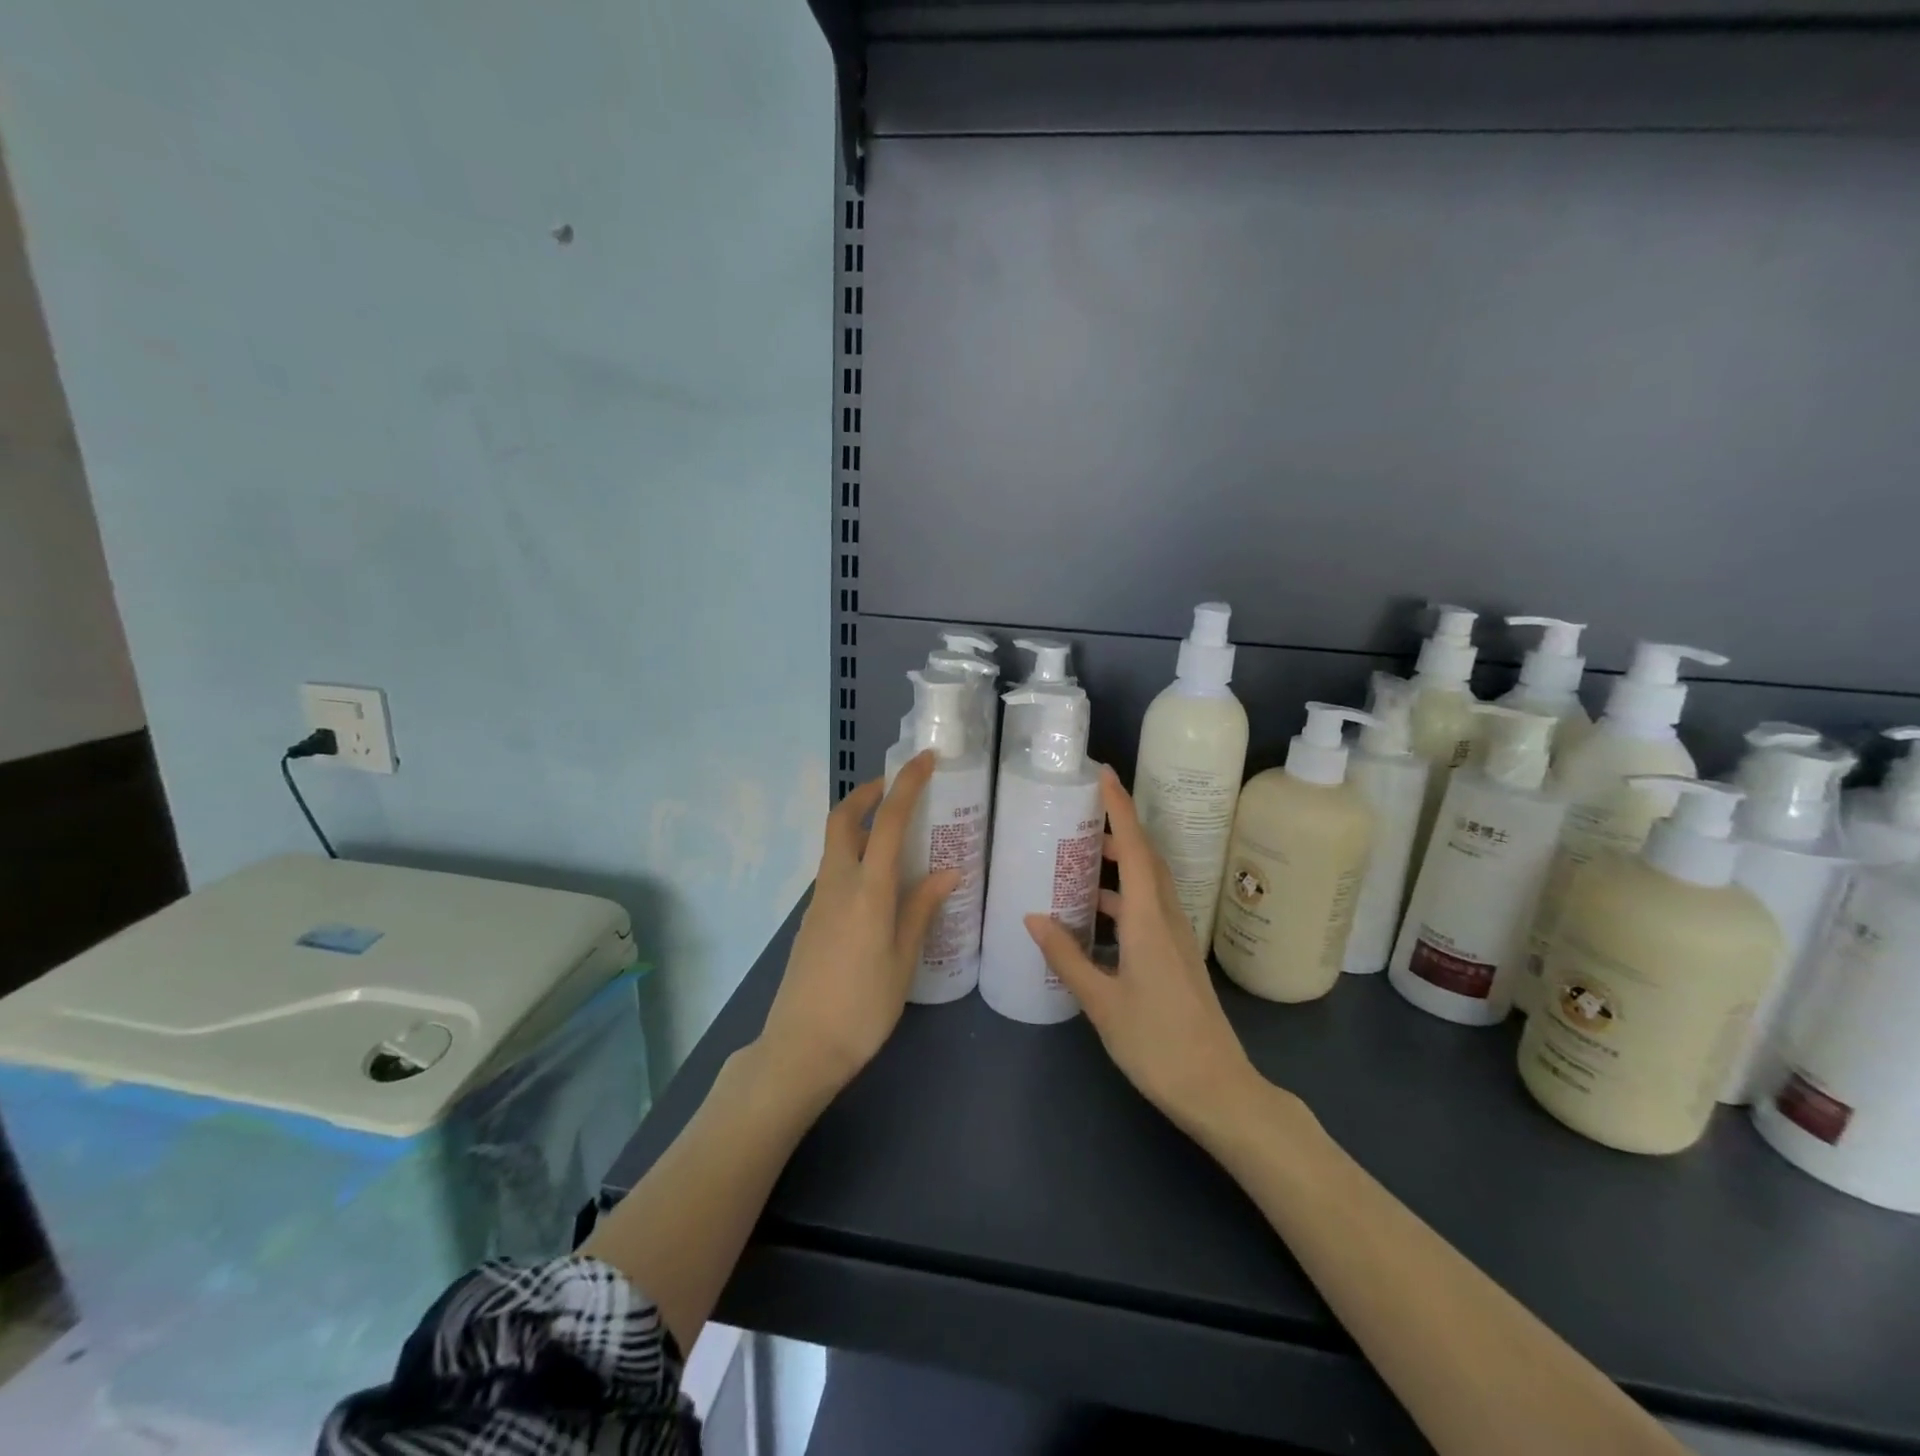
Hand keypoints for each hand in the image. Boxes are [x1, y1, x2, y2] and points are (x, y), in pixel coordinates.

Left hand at [758, 752, 958, 1098]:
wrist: (800, 1048)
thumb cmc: (862, 1007)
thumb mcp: (903, 960)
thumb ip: (921, 910)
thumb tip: (947, 873)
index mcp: (867, 890)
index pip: (887, 822)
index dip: (906, 785)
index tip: (925, 760)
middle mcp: (838, 884)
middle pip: (842, 819)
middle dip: (866, 793)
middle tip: (896, 788)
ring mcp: (819, 900)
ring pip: (836, 845)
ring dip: (861, 825)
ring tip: (898, 836)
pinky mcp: (812, 919)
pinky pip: (835, 871)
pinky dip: (856, 856)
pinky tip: (881, 882)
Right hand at [1025, 767, 1260, 1138]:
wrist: (1217, 1089)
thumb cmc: (1157, 1043)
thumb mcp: (1102, 1003)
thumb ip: (1066, 957)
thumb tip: (1032, 917)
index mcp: (1149, 920)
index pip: (1136, 849)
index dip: (1121, 809)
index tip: (1104, 775)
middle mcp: (1167, 918)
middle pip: (1147, 858)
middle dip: (1119, 828)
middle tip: (1082, 814)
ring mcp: (1176, 938)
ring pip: (1150, 883)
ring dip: (1122, 863)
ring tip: (1082, 858)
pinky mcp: (1176, 956)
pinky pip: (1149, 907)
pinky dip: (1123, 896)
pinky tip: (1096, 914)